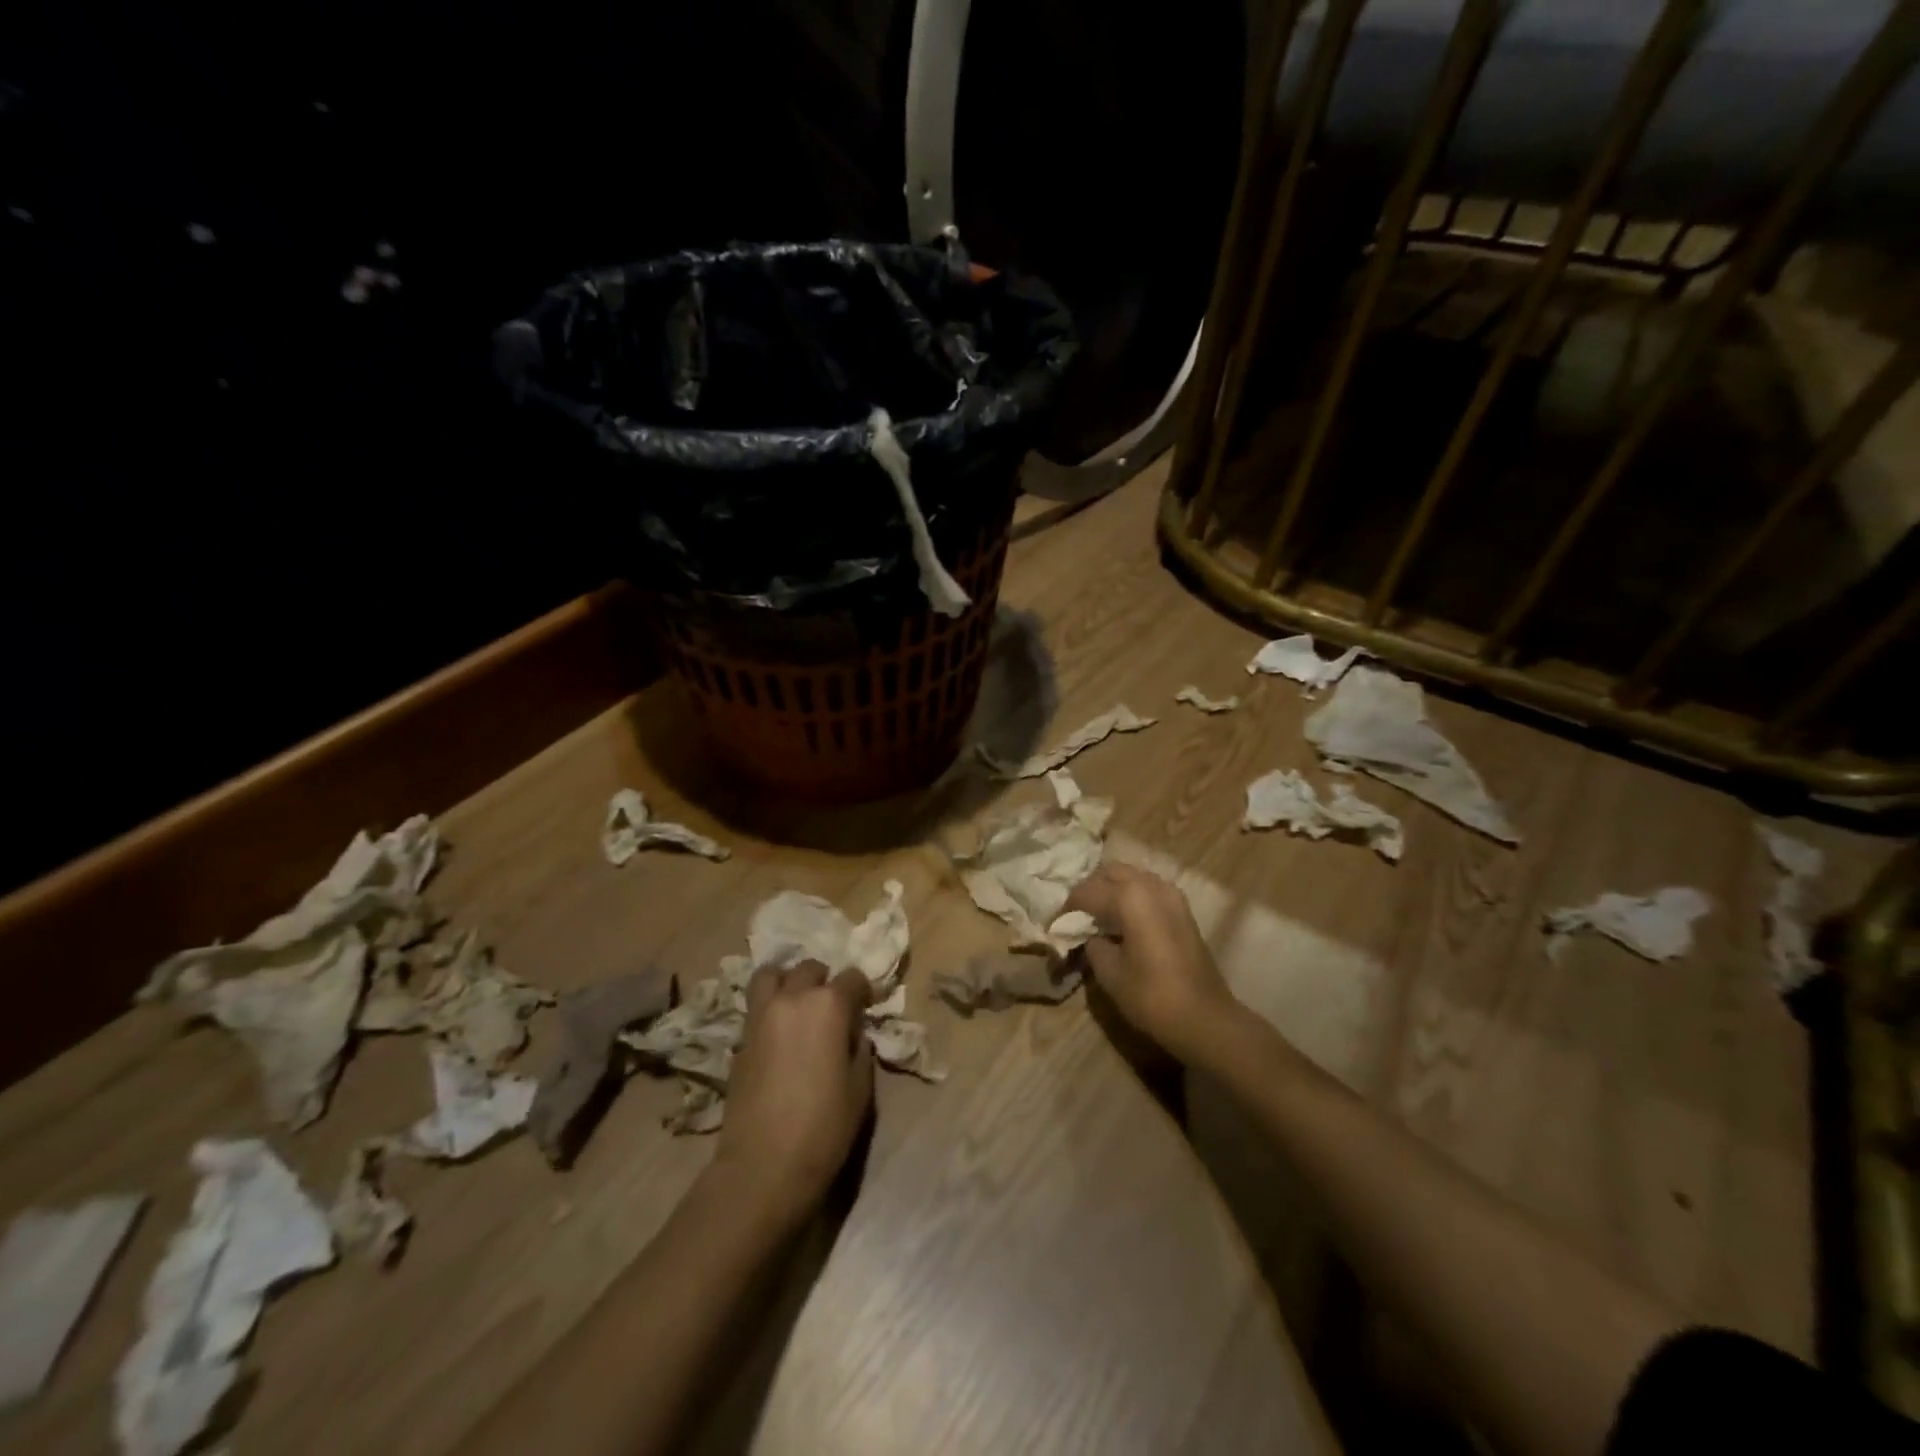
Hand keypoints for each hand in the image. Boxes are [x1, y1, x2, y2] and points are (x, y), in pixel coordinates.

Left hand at [716, 960, 873, 1221]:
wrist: (763, 1166)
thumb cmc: (823, 1128)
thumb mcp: (860, 1089)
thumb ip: (859, 1050)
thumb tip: (853, 1035)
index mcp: (829, 1006)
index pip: (852, 978)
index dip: (862, 992)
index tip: (866, 1008)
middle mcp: (793, 999)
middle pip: (809, 969)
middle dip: (824, 982)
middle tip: (832, 1008)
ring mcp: (761, 1015)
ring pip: (771, 974)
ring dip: (788, 981)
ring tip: (797, 1004)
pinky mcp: (740, 1038)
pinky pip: (756, 1005)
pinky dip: (769, 1006)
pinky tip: (779, 1032)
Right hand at [1063, 864, 1241, 1065]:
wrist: (1206, 1018)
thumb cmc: (1153, 996)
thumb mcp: (1110, 973)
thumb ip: (1092, 944)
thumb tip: (1088, 935)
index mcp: (1129, 897)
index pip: (1086, 892)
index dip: (1066, 909)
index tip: (1054, 926)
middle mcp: (1150, 885)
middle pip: (1110, 873)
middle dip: (1090, 890)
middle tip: (1075, 916)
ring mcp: (1171, 894)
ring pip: (1132, 877)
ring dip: (1111, 890)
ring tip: (1097, 917)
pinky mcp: (1182, 908)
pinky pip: (1148, 889)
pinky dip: (1131, 897)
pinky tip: (1123, 921)